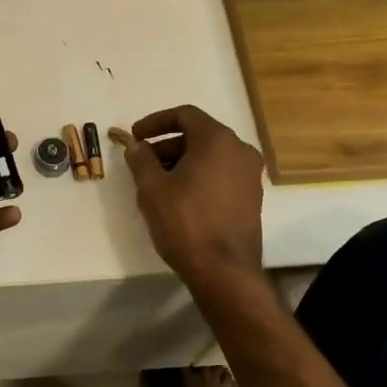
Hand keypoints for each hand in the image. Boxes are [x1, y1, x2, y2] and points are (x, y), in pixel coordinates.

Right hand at [111, 105, 264, 290]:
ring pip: (211, 155)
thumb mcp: (152, 188)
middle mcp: (240, 150)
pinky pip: (221, 173)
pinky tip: (179, 197)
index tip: (135, 136)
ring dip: (182, 160)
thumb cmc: (184, 222)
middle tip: (142, 161)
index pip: (185, 115)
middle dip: (167, 144)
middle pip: (199, 134)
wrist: (223, 270)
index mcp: (217, 140)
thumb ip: (140, 159)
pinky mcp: (251, 197)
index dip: (155, 122)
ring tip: (157, 181)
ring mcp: (250, 174)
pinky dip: (199, 175)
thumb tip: (135, 145)